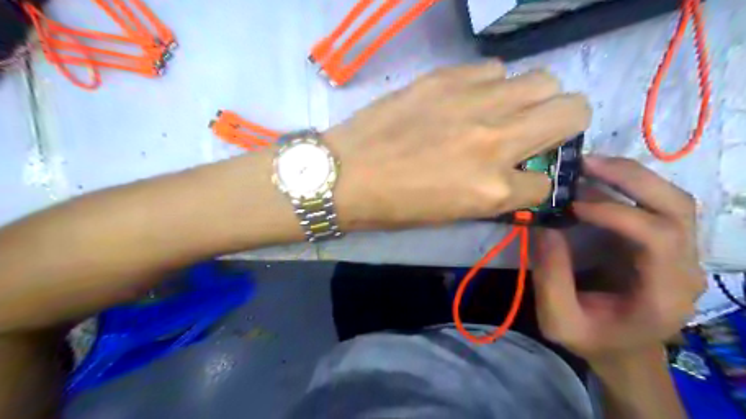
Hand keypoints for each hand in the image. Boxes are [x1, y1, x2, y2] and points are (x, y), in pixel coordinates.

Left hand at [326, 63, 588, 228]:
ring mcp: (474, 103)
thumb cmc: (395, 206)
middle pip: (573, 111)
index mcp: (493, 189)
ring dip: (530, 99)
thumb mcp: (453, 213)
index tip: (523, 175)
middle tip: (534, 132)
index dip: (537, 181)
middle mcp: (496, 140)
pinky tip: (467, 99)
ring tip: (500, 112)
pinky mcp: (447, 78)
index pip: (548, 183)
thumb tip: (519, 174)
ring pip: (542, 80)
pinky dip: (491, 85)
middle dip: (563, 124)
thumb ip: (495, 193)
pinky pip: (494, 69)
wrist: (346, 174)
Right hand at [530, 155, 705, 361]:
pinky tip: (595, 178)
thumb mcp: (559, 320)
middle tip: (584, 163)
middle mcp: (684, 267)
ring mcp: (678, 251)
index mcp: (665, 294)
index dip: (617, 213)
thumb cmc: (592, 338)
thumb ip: (551, 278)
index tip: (572, 204)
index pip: (659, 237)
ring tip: (587, 164)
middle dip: (630, 178)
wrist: (622, 348)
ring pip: (670, 198)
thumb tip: (543, 225)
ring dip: (629, 175)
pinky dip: (625, 184)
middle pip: (676, 207)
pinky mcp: (661, 241)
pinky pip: (652, 203)